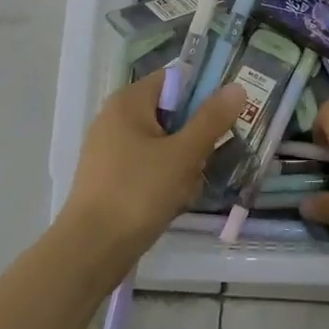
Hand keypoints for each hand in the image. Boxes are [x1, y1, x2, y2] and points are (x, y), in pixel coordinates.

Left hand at [59, 73, 243, 260]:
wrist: (91, 249)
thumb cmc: (139, 192)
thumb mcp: (183, 154)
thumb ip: (211, 119)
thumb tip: (237, 87)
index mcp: (128, 101)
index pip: (175, 79)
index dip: (203, 95)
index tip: (223, 120)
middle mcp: (115, 118)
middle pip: (170, 113)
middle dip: (194, 138)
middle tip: (205, 161)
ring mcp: (109, 149)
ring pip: (162, 144)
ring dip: (182, 163)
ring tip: (188, 188)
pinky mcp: (109, 177)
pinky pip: (147, 166)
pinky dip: (164, 180)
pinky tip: (172, 202)